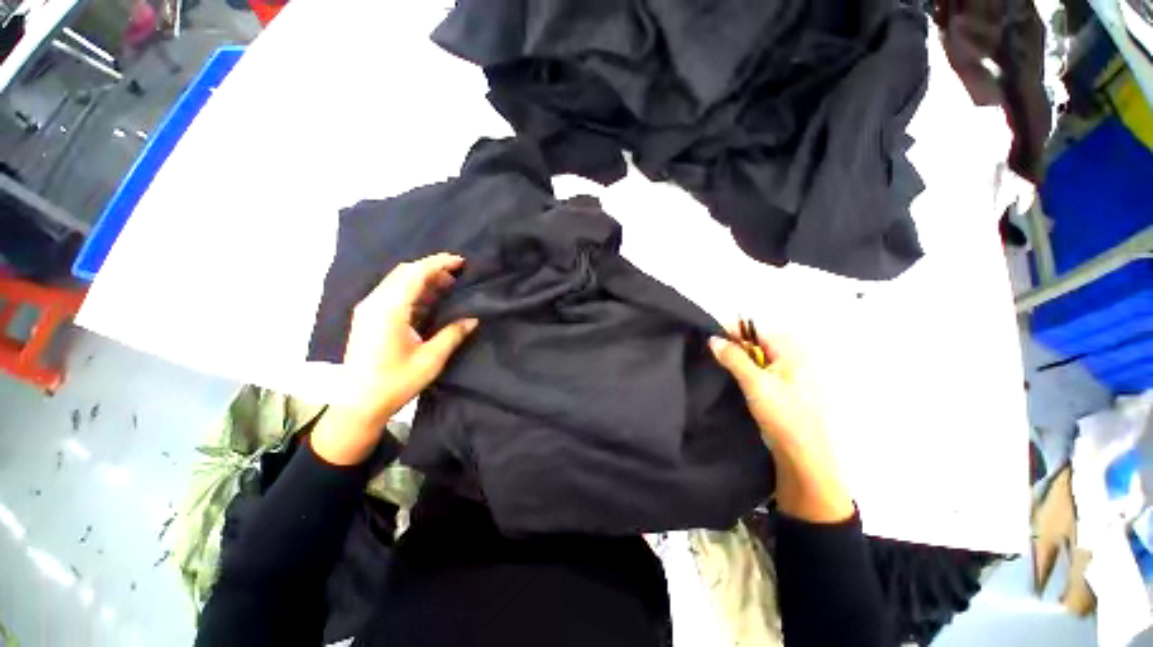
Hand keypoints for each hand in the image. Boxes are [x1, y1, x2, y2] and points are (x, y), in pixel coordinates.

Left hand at [312, 253, 477, 464]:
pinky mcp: (367, 318)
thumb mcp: (431, 359)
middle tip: (457, 275)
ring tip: (447, 286)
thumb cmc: (396, 382)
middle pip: (404, 272)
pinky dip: (412, 289)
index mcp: (389, 310)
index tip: (460, 262)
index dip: (438, 263)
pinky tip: (428, 300)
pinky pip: (392, 293)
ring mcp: (368, 310)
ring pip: (397, 281)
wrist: (359, 404)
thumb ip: (453, 334)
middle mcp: (375, 303)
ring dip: (422, 278)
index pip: (415, 274)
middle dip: (432, 268)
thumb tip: (473, 319)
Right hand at [709, 328, 853, 523]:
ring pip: (755, 356)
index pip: (756, 329)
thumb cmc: (783, 415)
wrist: (803, 456)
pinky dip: (744, 370)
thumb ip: (734, 358)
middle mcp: (792, 357)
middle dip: (732, 344)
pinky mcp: (782, 388)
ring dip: (736, 358)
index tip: (708, 338)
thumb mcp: (755, 383)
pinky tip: (731, 378)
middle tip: (710, 353)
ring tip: (717, 364)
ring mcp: (788, 373)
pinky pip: (759, 370)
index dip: (731, 331)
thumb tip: (713, 339)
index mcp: (792, 351)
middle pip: (756, 341)